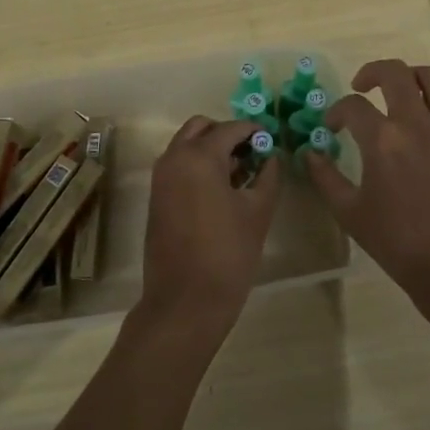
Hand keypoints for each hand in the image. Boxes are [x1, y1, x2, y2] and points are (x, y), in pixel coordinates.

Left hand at [137, 116, 281, 338]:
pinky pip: (178, 165)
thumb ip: (268, 175)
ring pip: (187, 145)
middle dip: (227, 134)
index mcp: (199, 156)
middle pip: (202, 128)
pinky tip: (222, 190)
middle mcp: (174, 158)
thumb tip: (271, 156)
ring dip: (211, 149)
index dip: (254, 131)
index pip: (231, 128)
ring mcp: (161, 177)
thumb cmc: (228, 253)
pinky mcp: (157, 197)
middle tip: (253, 153)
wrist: (185, 301)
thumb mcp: (258, 211)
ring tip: (241, 173)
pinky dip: (198, 165)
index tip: (272, 141)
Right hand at [304, 60, 429, 328]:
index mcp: (384, 140)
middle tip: (365, 86)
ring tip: (407, 94)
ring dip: (415, 80)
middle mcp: (421, 123)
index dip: (337, 111)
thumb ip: (326, 178)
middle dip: (373, 72)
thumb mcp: (351, 214)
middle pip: (395, 72)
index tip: (334, 125)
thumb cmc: (400, 244)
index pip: (352, 105)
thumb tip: (310, 153)